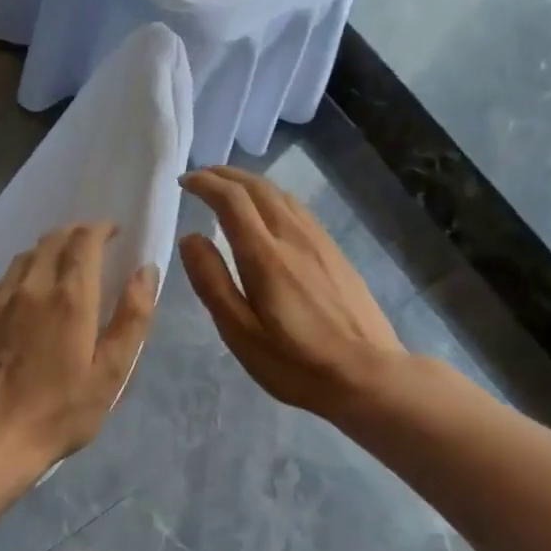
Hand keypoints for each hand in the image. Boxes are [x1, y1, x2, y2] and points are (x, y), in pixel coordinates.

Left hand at [0, 223, 157, 462]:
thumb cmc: (60, 411)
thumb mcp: (111, 373)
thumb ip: (132, 318)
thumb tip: (145, 271)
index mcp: (70, 298)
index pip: (84, 241)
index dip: (100, 229)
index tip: (112, 232)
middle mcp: (31, 288)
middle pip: (51, 241)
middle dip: (73, 233)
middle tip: (89, 243)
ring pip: (23, 258)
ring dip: (45, 251)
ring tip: (58, 264)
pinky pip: (0, 282)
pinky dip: (19, 276)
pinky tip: (23, 295)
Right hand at [178, 167, 404, 420]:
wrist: (366, 375)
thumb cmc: (294, 362)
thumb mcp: (240, 332)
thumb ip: (212, 282)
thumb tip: (190, 238)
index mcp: (265, 255)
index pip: (231, 200)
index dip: (205, 184)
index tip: (183, 182)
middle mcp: (293, 237)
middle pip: (258, 188)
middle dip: (226, 175)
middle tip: (201, 177)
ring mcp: (320, 243)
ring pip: (282, 195)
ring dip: (251, 183)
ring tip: (229, 188)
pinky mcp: (336, 253)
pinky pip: (299, 210)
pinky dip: (273, 199)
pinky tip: (269, 213)